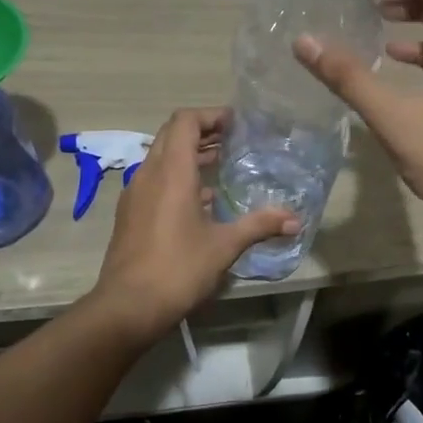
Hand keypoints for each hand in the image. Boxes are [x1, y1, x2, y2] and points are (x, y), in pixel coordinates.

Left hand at [85, 107, 298, 342]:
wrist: (127, 307)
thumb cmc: (178, 268)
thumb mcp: (224, 246)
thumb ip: (259, 225)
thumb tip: (295, 220)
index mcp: (172, 171)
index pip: (185, 121)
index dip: (210, 115)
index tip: (235, 123)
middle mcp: (149, 173)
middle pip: (171, 134)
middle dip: (201, 131)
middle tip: (232, 139)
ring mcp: (135, 193)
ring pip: (161, 157)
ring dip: (188, 153)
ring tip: (221, 162)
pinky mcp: (130, 213)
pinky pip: (154, 179)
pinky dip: (177, 176)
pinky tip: (201, 199)